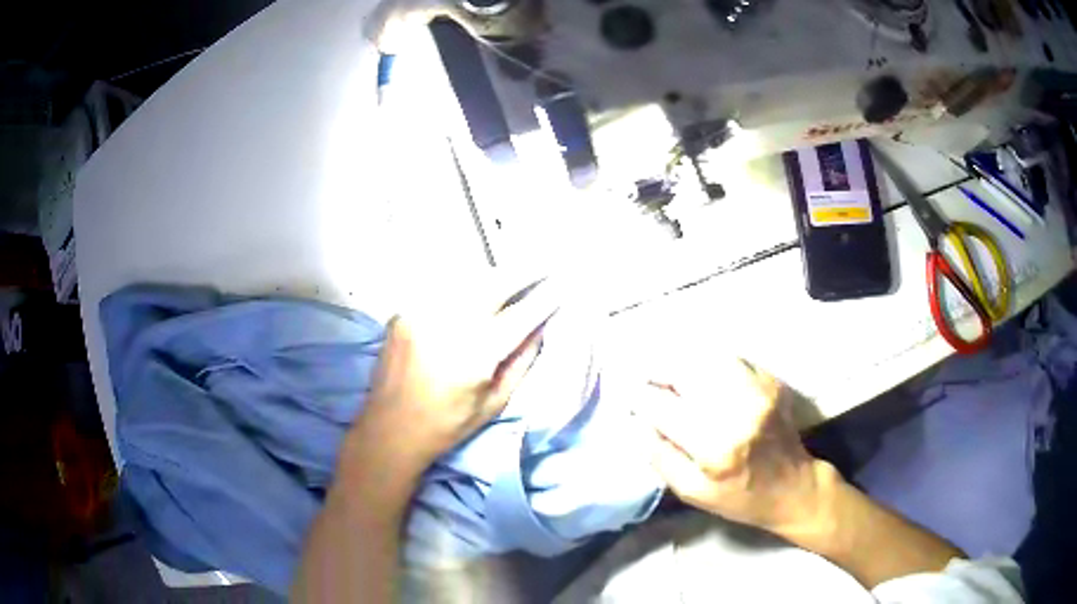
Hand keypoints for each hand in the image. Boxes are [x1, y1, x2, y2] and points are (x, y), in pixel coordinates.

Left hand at [344, 281, 556, 480]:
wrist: (390, 428)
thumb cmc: (447, 424)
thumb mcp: (494, 402)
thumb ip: (521, 362)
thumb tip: (540, 328)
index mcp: (476, 354)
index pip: (521, 315)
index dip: (545, 297)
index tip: (562, 282)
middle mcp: (448, 325)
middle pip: (494, 283)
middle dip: (522, 271)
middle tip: (543, 265)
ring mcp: (421, 313)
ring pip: (466, 278)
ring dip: (493, 274)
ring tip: (510, 276)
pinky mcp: (403, 312)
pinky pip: (440, 289)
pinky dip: (462, 285)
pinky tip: (471, 291)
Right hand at [640, 358, 827, 534]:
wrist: (793, 487)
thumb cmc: (740, 497)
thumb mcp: (692, 492)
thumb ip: (660, 456)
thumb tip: (637, 421)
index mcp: (715, 445)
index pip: (662, 405)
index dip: (638, 396)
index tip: (627, 395)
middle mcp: (737, 408)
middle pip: (684, 369)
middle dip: (657, 369)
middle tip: (646, 378)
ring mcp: (758, 389)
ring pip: (707, 356)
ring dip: (681, 361)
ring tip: (669, 373)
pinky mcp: (770, 380)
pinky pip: (731, 358)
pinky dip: (708, 361)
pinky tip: (701, 375)